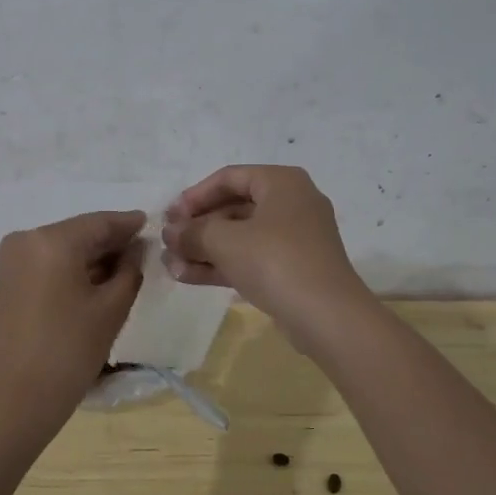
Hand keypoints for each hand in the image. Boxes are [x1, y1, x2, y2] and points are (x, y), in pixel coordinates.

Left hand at [0, 210, 146, 434]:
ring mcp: (13, 259)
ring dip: (93, 257)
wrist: (16, 398)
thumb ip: (130, 269)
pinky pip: (48, 263)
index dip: (128, 224)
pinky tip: (97, 281)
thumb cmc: (70, 351)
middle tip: (144, 251)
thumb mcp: (112, 308)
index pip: (100, 222)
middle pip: (79, 233)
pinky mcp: (8, 280)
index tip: (153, 224)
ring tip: (126, 269)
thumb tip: (136, 248)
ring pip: (64, 248)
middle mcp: (27, 239)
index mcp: (52, 240)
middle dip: (111, 242)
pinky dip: (73, 268)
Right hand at [162, 166, 371, 345]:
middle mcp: (291, 204)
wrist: (327, 316)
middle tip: (168, 242)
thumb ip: (193, 232)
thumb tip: (171, 232)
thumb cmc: (275, 262)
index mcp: (281, 183)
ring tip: (170, 264)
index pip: (229, 178)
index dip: (194, 196)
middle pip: (233, 207)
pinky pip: (250, 259)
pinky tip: (188, 276)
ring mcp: (294, 239)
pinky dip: (222, 265)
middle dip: (197, 227)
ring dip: (204, 249)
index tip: (169, 216)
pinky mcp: (292, 269)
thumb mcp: (225, 241)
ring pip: (240, 237)